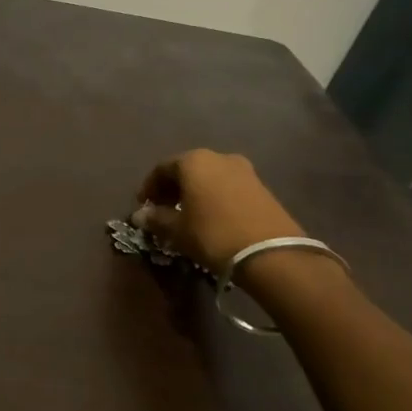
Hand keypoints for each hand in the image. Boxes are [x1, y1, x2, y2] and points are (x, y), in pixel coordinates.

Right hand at [134, 149, 305, 275]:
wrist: (271, 253)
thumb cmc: (213, 234)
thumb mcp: (177, 230)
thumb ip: (156, 218)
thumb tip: (140, 215)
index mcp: (194, 161)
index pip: (161, 169)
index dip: (148, 187)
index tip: (143, 206)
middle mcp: (219, 157)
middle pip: (186, 169)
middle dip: (172, 188)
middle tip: (163, 210)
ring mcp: (244, 170)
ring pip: (208, 177)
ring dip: (194, 192)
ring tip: (187, 215)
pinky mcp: (261, 186)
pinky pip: (227, 186)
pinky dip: (213, 197)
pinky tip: (211, 217)